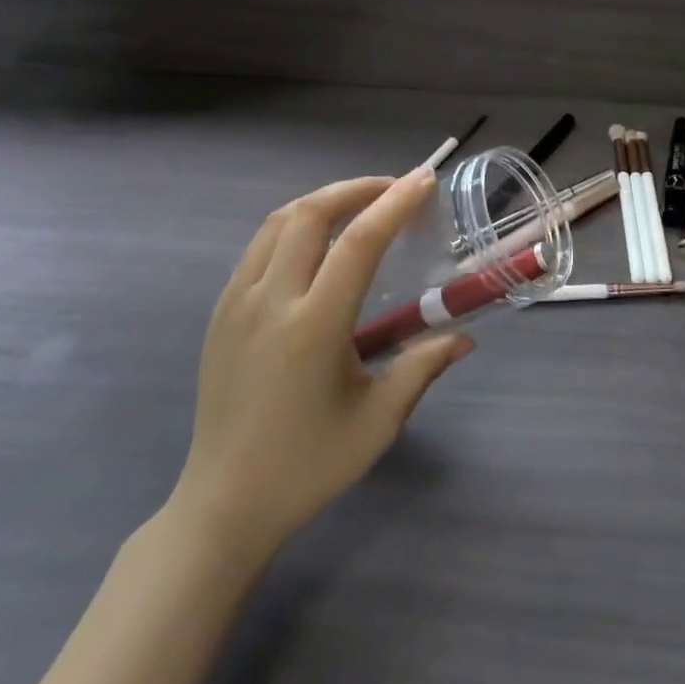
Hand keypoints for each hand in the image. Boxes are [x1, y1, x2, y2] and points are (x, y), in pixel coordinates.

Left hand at [169, 170, 473, 558]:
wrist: (224, 504)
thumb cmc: (309, 466)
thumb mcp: (379, 420)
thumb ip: (423, 367)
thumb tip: (465, 337)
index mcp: (313, 327)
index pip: (358, 243)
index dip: (394, 204)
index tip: (423, 180)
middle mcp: (269, 302)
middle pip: (308, 213)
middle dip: (355, 189)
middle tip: (393, 189)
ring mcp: (235, 305)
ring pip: (277, 224)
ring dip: (321, 202)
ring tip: (359, 206)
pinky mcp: (219, 314)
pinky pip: (258, 249)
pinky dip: (293, 227)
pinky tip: (317, 245)